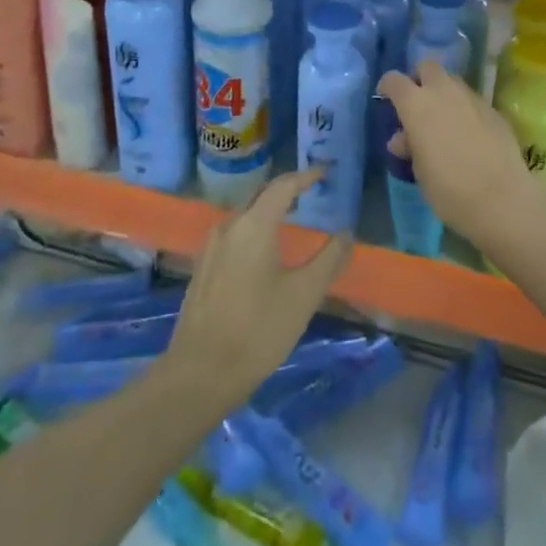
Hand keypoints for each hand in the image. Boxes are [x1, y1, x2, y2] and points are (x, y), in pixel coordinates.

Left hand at [165, 170, 351, 409]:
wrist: (200, 374)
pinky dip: (254, 229)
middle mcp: (229, 227)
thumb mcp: (304, 295)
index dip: (305, 176)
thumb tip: (346, 233)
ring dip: (268, 210)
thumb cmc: (258, 330)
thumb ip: (328, 259)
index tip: (324, 172)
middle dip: (286, 190)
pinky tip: (264, 250)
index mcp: (254, 225)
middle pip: (261, 196)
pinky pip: (234, 235)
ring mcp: (211, 248)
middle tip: (310, 190)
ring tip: (291, 216)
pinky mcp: (203, 269)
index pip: (283, 186)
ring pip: (245, 216)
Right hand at [378, 61, 545, 249]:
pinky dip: (465, 110)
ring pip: (453, 82)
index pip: (395, 80)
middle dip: (419, 79)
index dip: (387, 87)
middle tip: (417, 104)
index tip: (385, 99)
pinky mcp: (494, 110)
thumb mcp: (419, 170)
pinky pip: (472, 101)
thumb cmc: (447, 188)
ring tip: (443, 121)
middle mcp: (443, 91)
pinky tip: (468, 135)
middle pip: (427, 67)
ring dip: (444, 93)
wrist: (501, 199)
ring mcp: (472, 98)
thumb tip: (403, 138)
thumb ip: (410, 146)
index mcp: (416, 104)